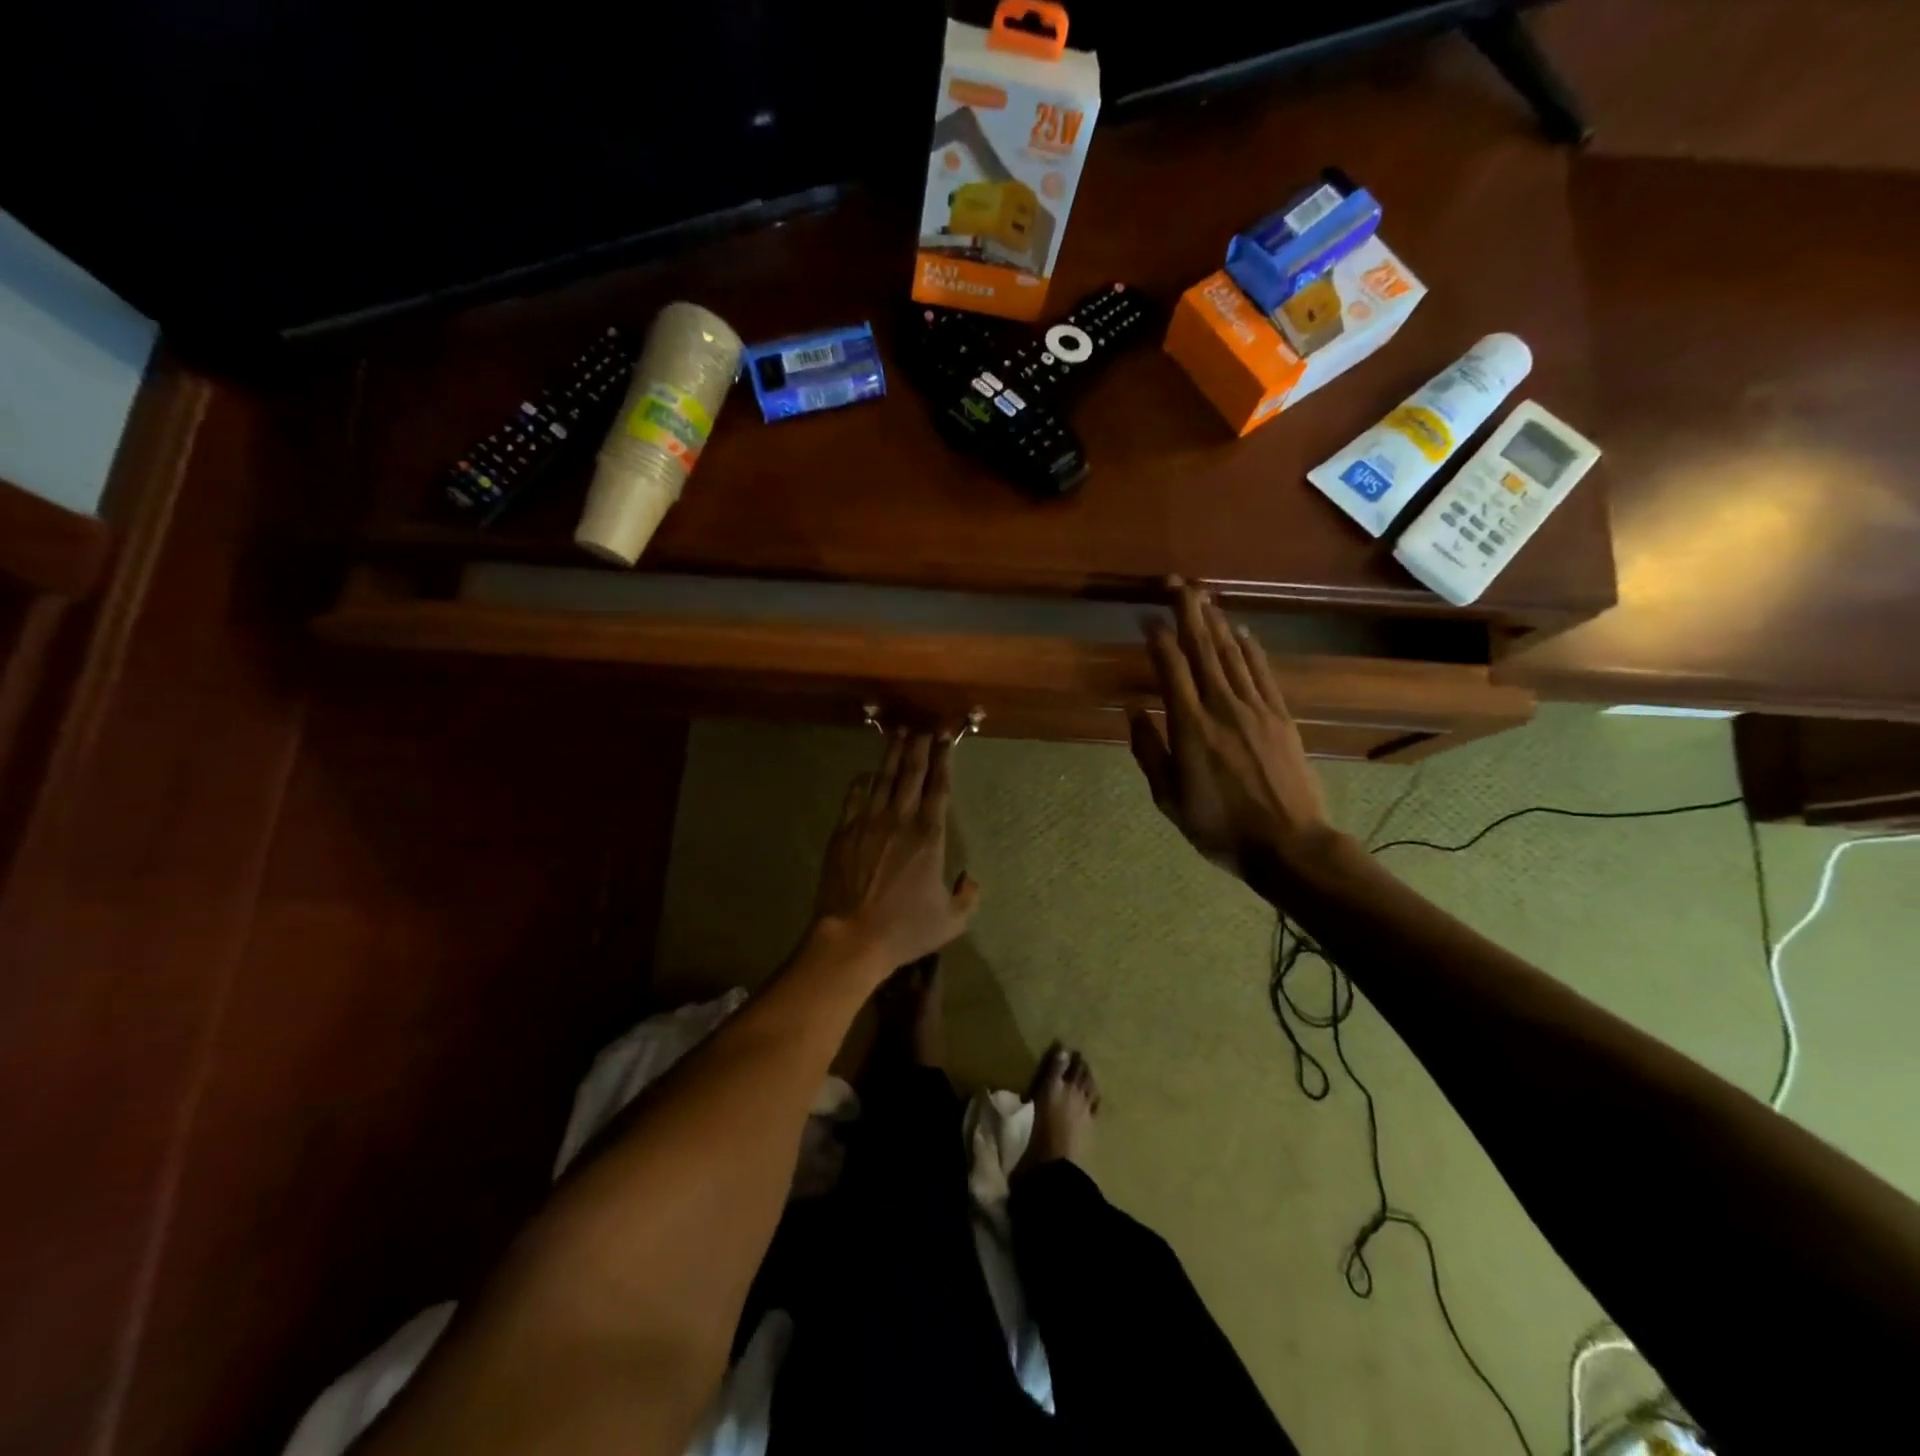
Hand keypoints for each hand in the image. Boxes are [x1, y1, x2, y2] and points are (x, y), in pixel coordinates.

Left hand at [813, 730, 980, 972]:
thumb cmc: (904, 929)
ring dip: (893, 754)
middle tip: (925, 725)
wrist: (851, 937)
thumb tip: (971, 880)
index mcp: (929, 836)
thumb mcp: (950, 922)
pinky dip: (862, 782)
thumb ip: (967, 898)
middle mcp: (900, 820)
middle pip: (911, 773)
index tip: (946, 738)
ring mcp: (868, 823)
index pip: (939, 788)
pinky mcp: (843, 832)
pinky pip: (854, 797)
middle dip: (920, 746)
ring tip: (899, 734)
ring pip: (883, 778)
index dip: (944, 759)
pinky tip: (866, 774)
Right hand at [1128, 581, 1340, 878]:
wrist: (1288, 844)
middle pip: (1204, 648)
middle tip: (1178, 583)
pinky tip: (1241, 632)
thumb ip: (1149, 751)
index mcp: (1190, 726)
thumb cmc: (1219, 827)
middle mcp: (1222, 706)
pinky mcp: (1281, 716)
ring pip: (1233, 654)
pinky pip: (1262, 672)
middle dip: (1189, 612)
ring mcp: (1256, 708)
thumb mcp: (1169, 798)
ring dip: (1217, 622)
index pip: (1171, 668)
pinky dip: (1250, 648)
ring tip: (1204, 597)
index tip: (1146, 617)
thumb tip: (1134, 709)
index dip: (1158, 638)